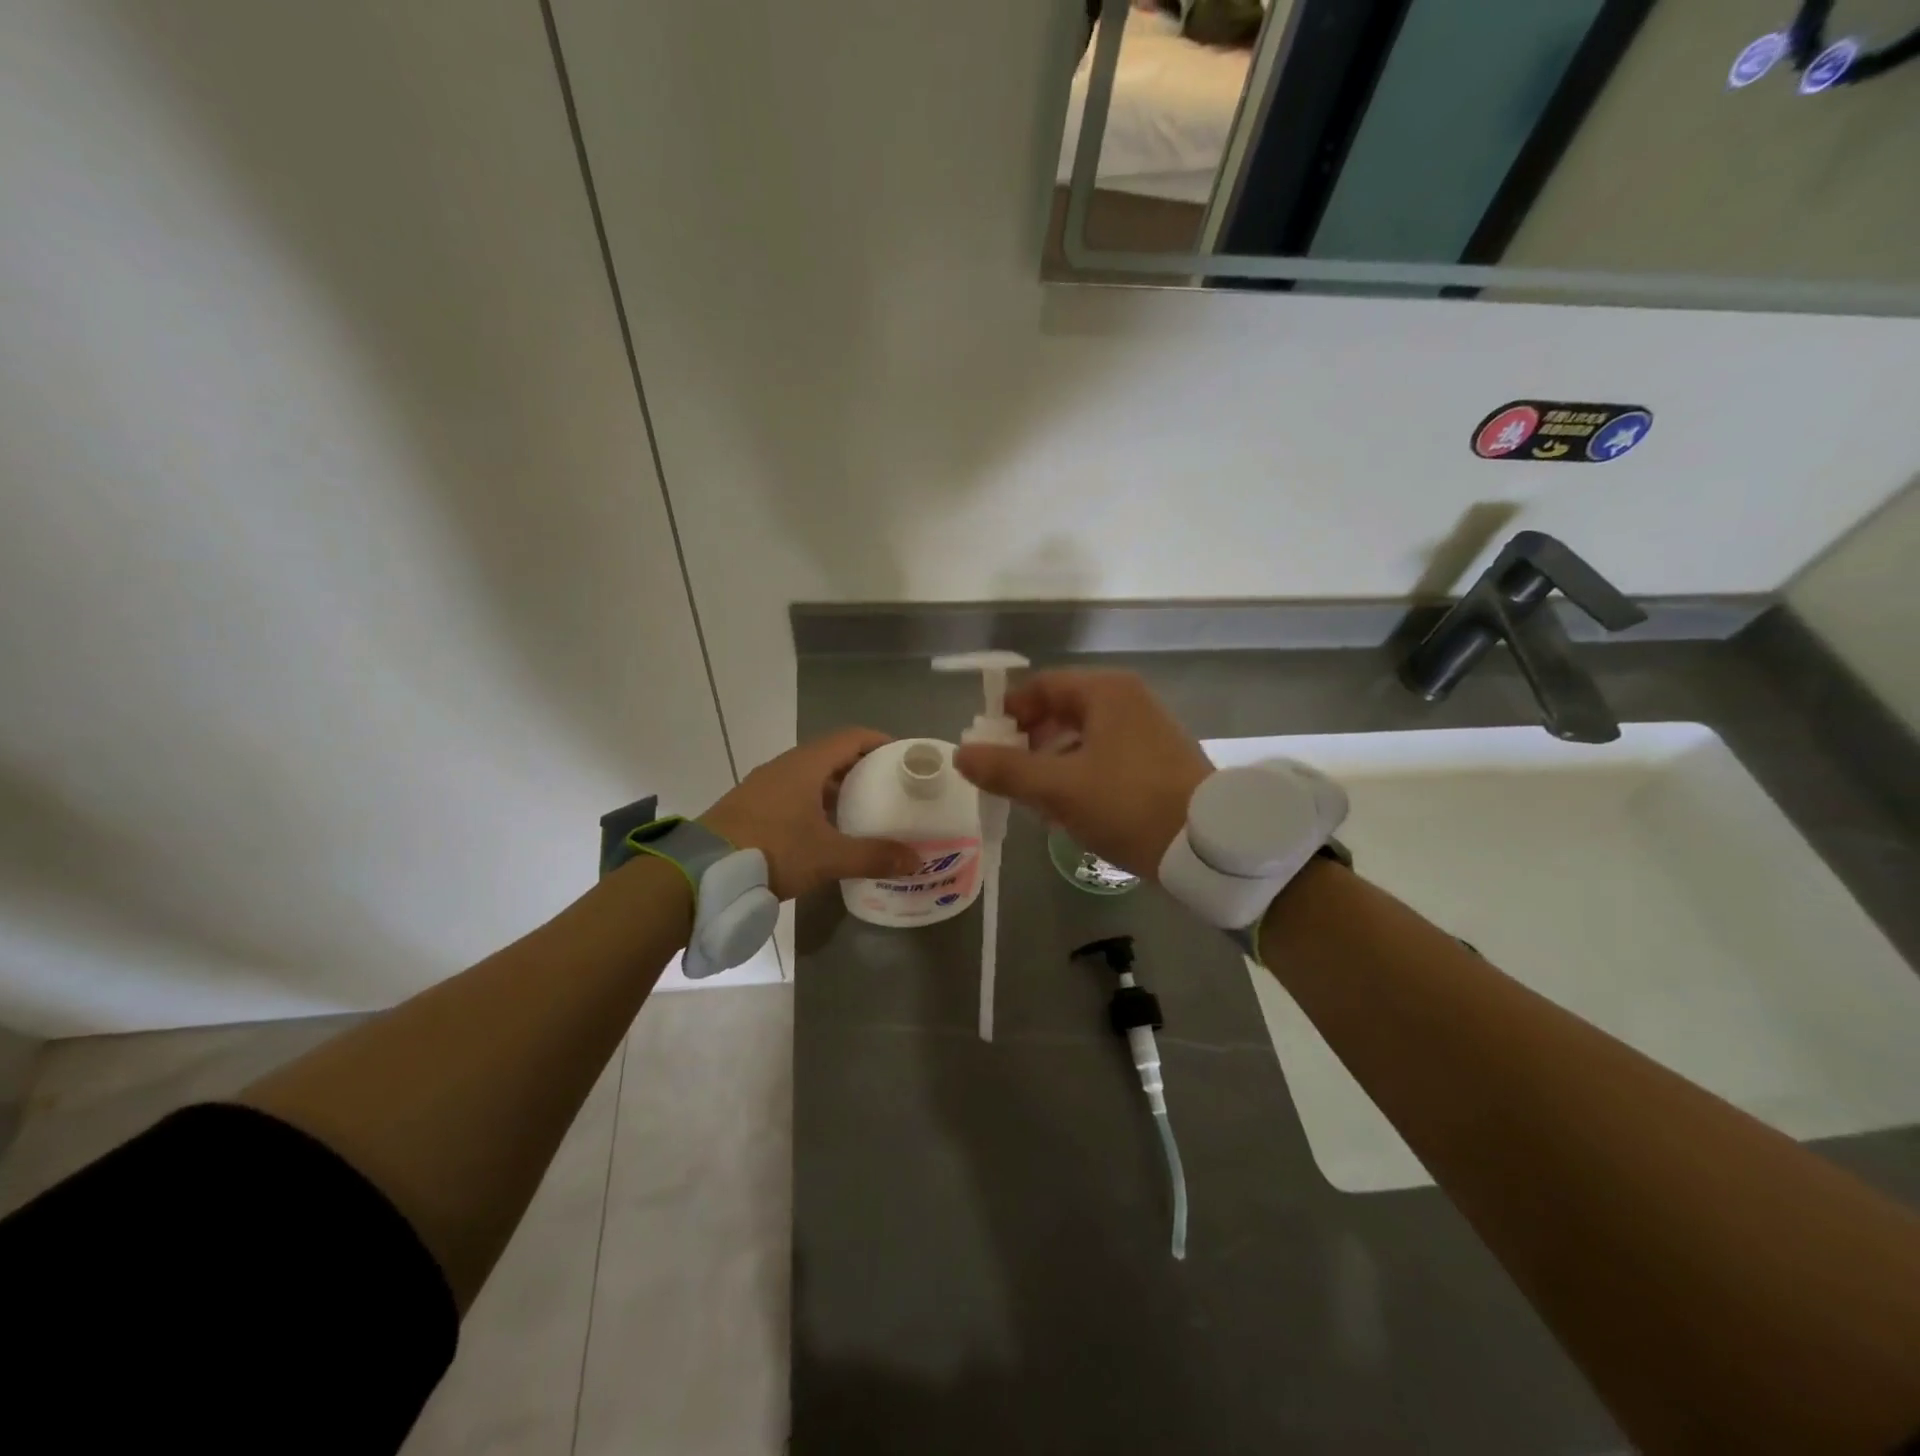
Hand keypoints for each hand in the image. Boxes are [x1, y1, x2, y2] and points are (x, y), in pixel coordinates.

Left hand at [699, 728, 918, 899]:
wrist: (702, 872)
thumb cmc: (772, 850)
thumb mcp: (828, 856)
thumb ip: (872, 856)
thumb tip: (914, 861)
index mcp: (805, 765)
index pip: (850, 737)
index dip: (879, 742)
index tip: (902, 757)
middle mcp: (784, 767)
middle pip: (831, 756)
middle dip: (862, 769)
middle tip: (888, 789)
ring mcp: (763, 786)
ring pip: (809, 777)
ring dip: (836, 789)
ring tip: (862, 812)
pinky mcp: (750, 807)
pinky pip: (792, 794)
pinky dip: (814, 803)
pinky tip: (824, 831)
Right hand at [953, 670, 1211, 879]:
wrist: (1208, 845)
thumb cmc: (1127, 804)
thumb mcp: (1058, 788)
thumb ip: (1006, 770)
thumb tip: (962, 754)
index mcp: (1106, 692)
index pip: (1043, 686)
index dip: (1009, 711)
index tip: (986, 742)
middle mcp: (1129, 700)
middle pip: (1063, 710)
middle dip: (1030, 741)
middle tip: (1007, 773)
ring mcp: (1149, 730)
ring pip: (1084, 736)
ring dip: (1053, 761)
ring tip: (1035, 797)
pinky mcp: (1160, 760)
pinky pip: (1106, 755)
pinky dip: (1081, 773)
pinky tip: (1071, 808)